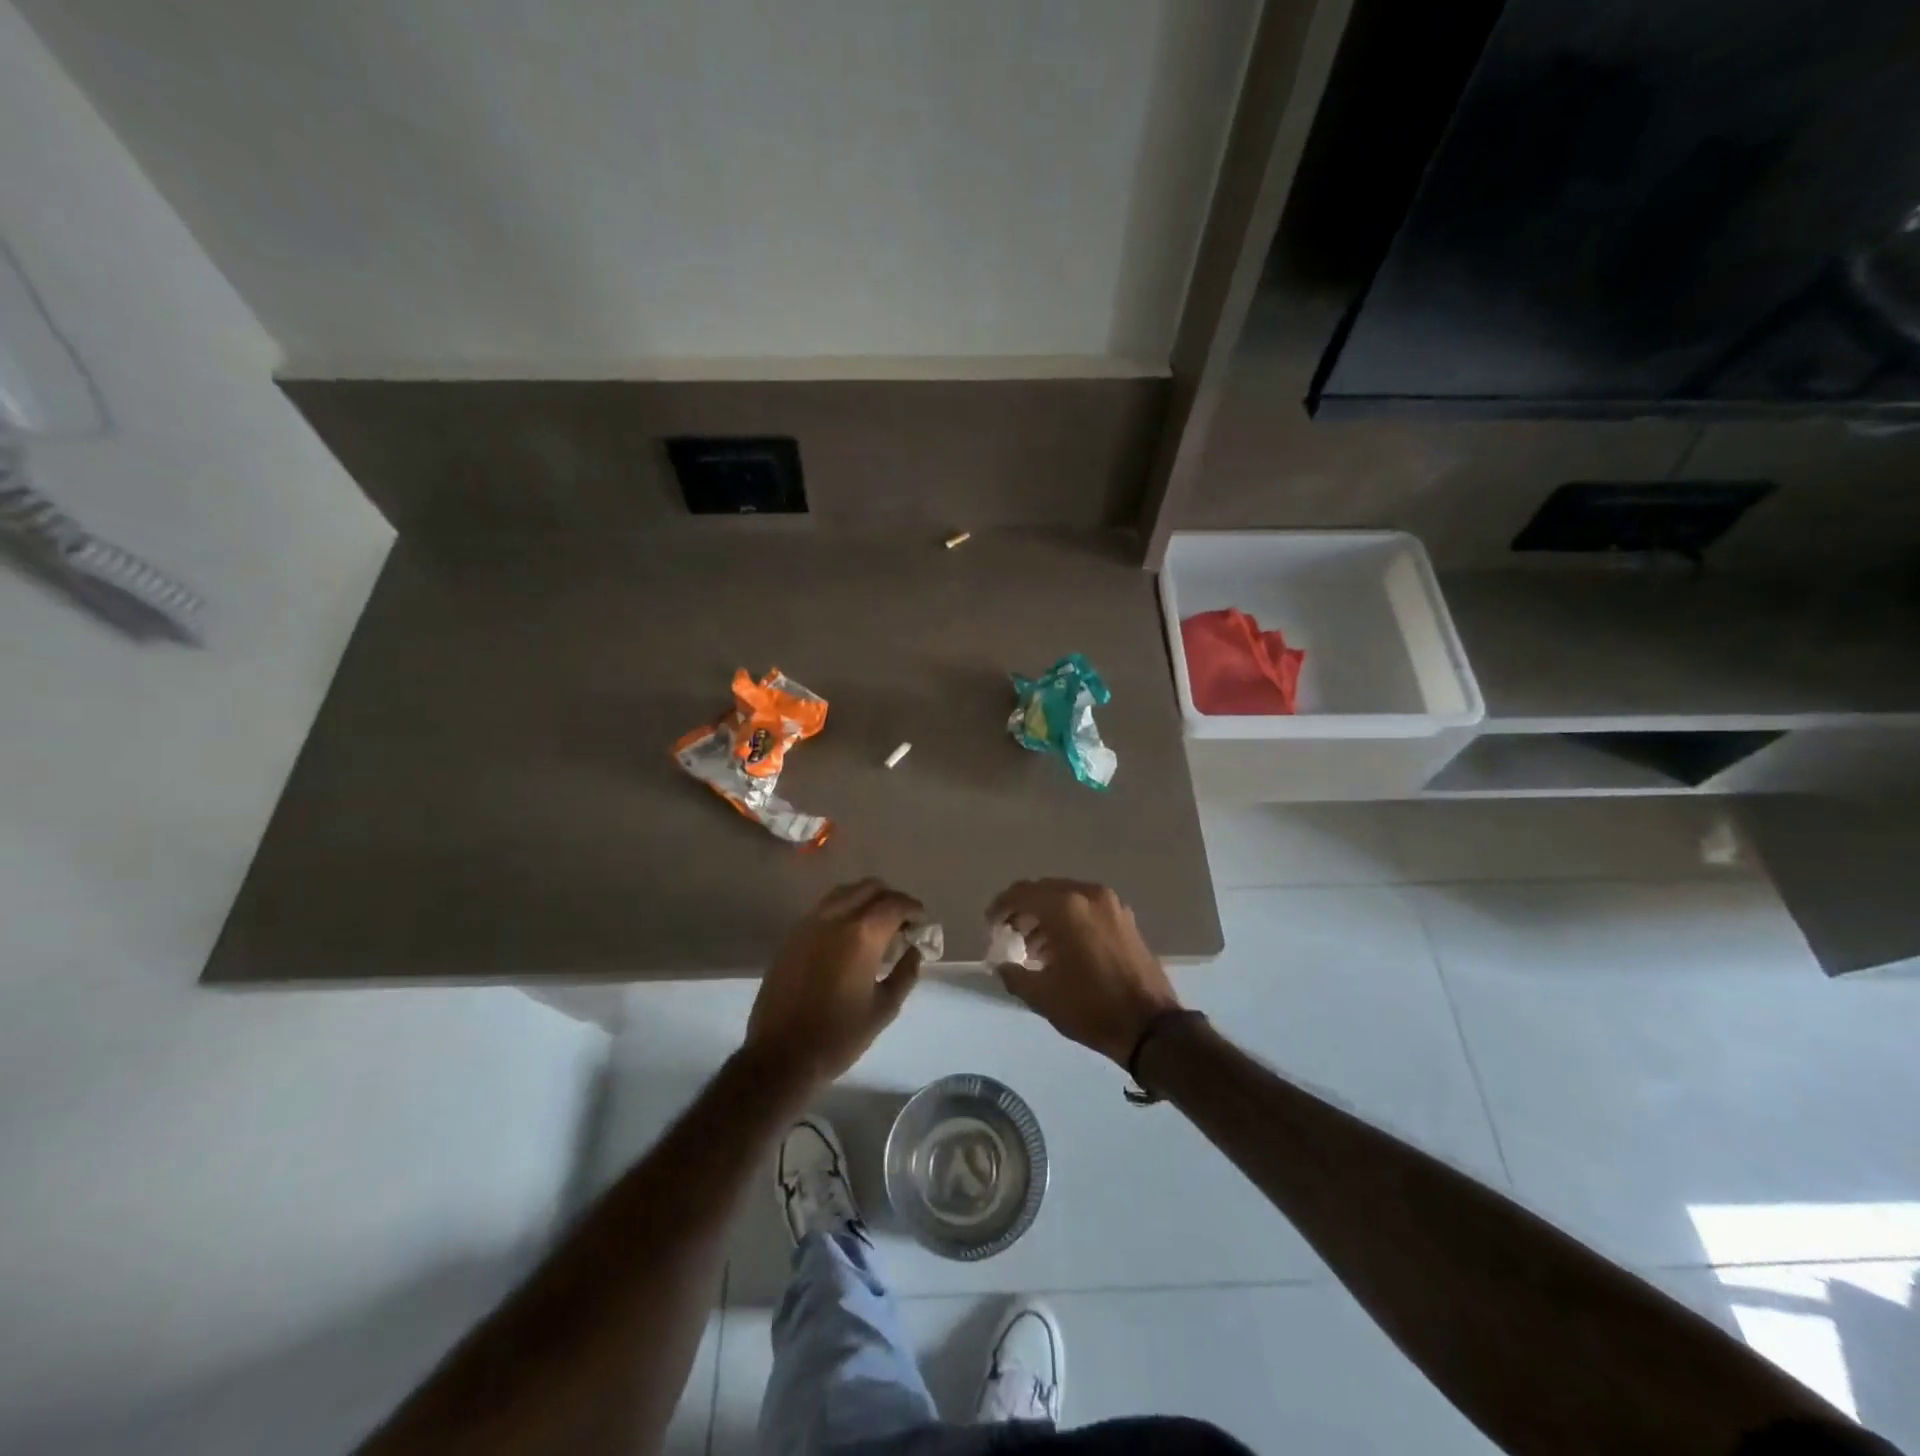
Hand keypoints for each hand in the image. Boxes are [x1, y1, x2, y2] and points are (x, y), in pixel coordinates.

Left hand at [743, 879, 925, 1091]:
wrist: (780, 1055)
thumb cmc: (838, 1036)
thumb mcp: (884, 1009)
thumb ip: (906, 974)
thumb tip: (915, 951)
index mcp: (862, 934)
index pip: (895, 904)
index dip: (914, 909)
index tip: (923, 923)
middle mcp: (835, 918)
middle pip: (870, 888)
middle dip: (892, 899)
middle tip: (902, 923)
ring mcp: (809, 923)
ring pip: (844, 892)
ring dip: (866, 899)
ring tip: (876, 925)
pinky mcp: (792, 935)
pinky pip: (824, 907)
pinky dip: (843, 909)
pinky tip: (848, 935)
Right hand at [988, 879, 1181, 1065]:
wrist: (1151, 1027)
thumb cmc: (1091, 1008)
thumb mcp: (1042, 996)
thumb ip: (1013, 974)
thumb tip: (1001, 964)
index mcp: (1066, 907)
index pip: (1022, 893)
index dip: (1000, 907)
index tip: (990, 925)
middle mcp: (1088, 895)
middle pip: (1044, 891)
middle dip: (1023, 910)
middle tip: (1009, 934)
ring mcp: (1111, 904)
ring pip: (1067, 898)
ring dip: (1046, 915)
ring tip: (1033, 947)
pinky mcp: (1125, 918)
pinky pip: (1086, 907)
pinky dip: (1068, 919)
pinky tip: (1061, 948)